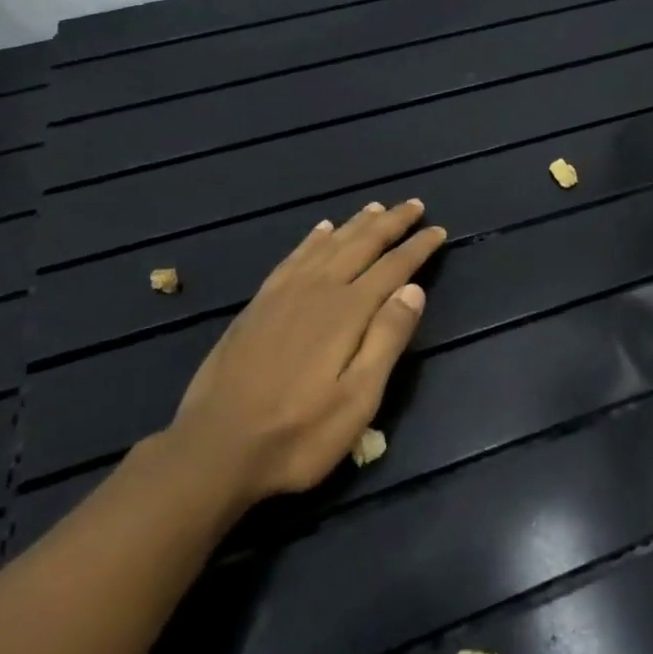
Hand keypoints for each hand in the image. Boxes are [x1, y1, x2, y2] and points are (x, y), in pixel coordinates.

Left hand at [167, 199, 445, 504]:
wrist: (214, 449)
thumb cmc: (297, 434)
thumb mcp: (357, 400)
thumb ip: (387, 340)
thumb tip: (414, 290)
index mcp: (347, 311)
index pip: (393, 267)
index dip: (418, 247)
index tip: (438, 230)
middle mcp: (318, 290)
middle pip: (362, 244)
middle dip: (391, 223)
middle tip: (414, 204)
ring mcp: (284, 294)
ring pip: (329, 244)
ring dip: (356, 224)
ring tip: (376, 207)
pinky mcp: (259, 304)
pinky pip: (294, 257)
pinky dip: (313, 239)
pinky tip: (321, 230)